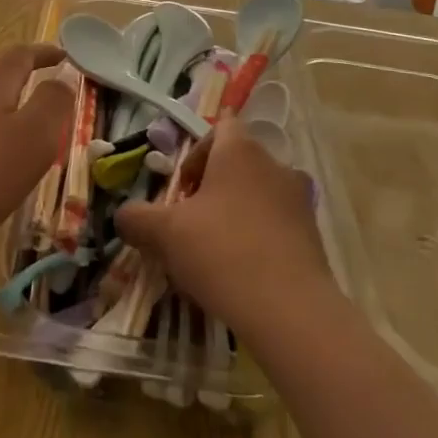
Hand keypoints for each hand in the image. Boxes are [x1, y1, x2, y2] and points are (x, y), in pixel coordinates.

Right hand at [115, 120, 333, 333]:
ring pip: (258, 196)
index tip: (181, 188)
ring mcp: (300, 201)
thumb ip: (136, 218)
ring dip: (235, 214)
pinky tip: (240, 274)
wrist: (290, 311)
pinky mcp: (313, 236)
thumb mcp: (164, 234)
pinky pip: (277, 225)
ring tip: (213, 253)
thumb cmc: (222, 253)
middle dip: (211, 189)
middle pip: (238, 164)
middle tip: (189, 223)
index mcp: (241, 151)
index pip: (221, 127)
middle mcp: (275, 165)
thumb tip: (124, 216)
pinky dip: (257, 239)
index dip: (196, 152)